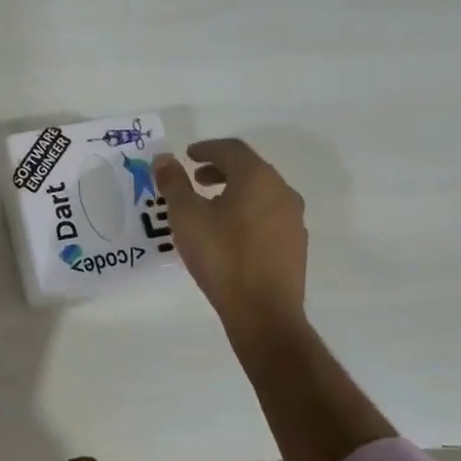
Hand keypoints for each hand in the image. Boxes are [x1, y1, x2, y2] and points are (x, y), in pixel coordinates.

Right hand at [153, 139, 306, 338]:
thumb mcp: (186, 217)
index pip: (232, 149)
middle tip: (195, 180)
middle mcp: (281, 191)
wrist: (263, 312)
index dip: (207, 148)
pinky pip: (269, 215)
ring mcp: (293, 219)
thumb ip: (174, 183)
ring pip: (261, 192)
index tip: (188, 156)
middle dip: (220, 170)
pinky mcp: (295, 244)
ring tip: (210, 207)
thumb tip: (164, 159)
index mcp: (257, 177)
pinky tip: (230, 233)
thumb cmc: (221, 256)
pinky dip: (247, 211)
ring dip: (234, 191)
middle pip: (249, 168)